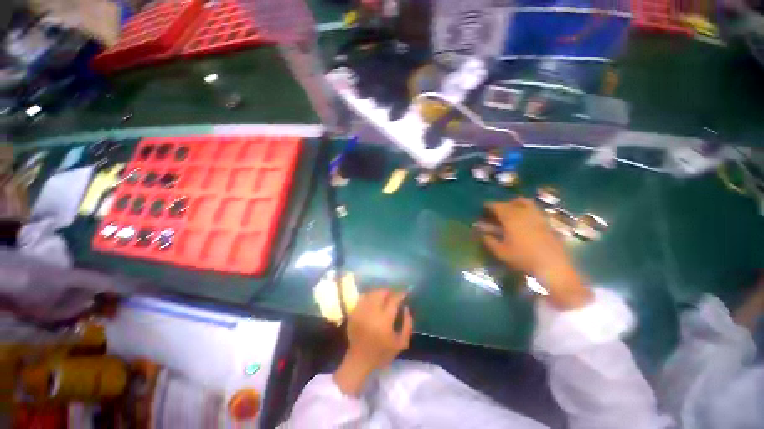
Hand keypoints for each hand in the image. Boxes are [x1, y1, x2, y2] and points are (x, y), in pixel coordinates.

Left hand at [333, 289, 412, 395]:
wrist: (359, 360)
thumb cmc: (382, 353)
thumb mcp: (401, 343)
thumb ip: (407, 324)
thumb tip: (406, 307)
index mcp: (384, 320)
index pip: (394, 299)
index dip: (400, 294)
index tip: (405, 293)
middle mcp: (372, 312)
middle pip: (381, 292)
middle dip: (389, 292)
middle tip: (394, 295)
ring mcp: (361, 311)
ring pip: (371, 293)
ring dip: (379, 293)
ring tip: (384, 297)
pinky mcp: (354, 312)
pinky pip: (363, 297)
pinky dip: (370, 296)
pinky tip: (373, 301)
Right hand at [480, 198, 591, 309]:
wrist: (552, 265)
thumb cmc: (523, 258)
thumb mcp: (500, 251)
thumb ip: (489, 240)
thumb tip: (482, 233)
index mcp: (510, 218)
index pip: (497, 206)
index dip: (488, 206)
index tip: (483, 208)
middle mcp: (523, 213)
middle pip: (510, 203)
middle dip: (500, 205)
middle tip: (494, 211)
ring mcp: (537, 216)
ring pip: (524, 202)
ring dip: (514, 203)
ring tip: (510, 210)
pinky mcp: (546, 221)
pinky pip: (534, 209)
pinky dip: (526, 209)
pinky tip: (524, 218)